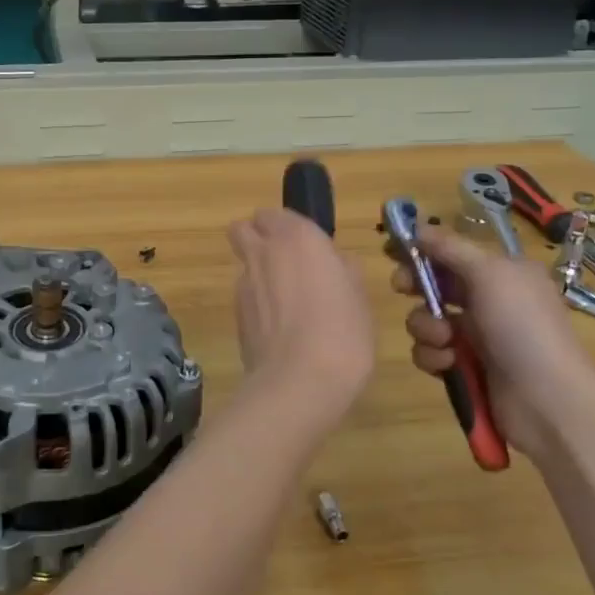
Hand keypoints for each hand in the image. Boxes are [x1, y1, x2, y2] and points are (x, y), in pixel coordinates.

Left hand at [227, 208, 376, 430]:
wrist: (299, 380)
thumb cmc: (342, 332)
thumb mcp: (359, 297)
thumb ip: (343, 271)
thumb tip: (335, 264)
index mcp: (297, 237)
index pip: (275, 214)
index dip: (287, 227)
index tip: (308, 247)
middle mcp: (264, 251)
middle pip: (244, 228)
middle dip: (257, 237)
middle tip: (285, 263)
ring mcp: (244, 282)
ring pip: (243, 262)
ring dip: (259, 272)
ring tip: (286, 304)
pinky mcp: (235, 312)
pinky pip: (244, 294)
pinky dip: (257, 302)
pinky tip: (278, 328)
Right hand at [392, 228, 594, 463]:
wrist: (548, 401)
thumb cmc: (522, 327)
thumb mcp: (489, 274)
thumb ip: (450, 248)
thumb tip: (418, 226)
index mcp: (502, 273)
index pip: (453, 252)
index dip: (422, 249)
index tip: (392, 250)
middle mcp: (490, 301)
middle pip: (434, 283)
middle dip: (416, 286)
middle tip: (402, 288)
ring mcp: (477, 336)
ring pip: (427, 319)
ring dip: (426, 327)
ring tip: (445, 341)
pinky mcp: (465, 368)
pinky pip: (431, 352)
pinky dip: (433, 356)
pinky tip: (449, 364)